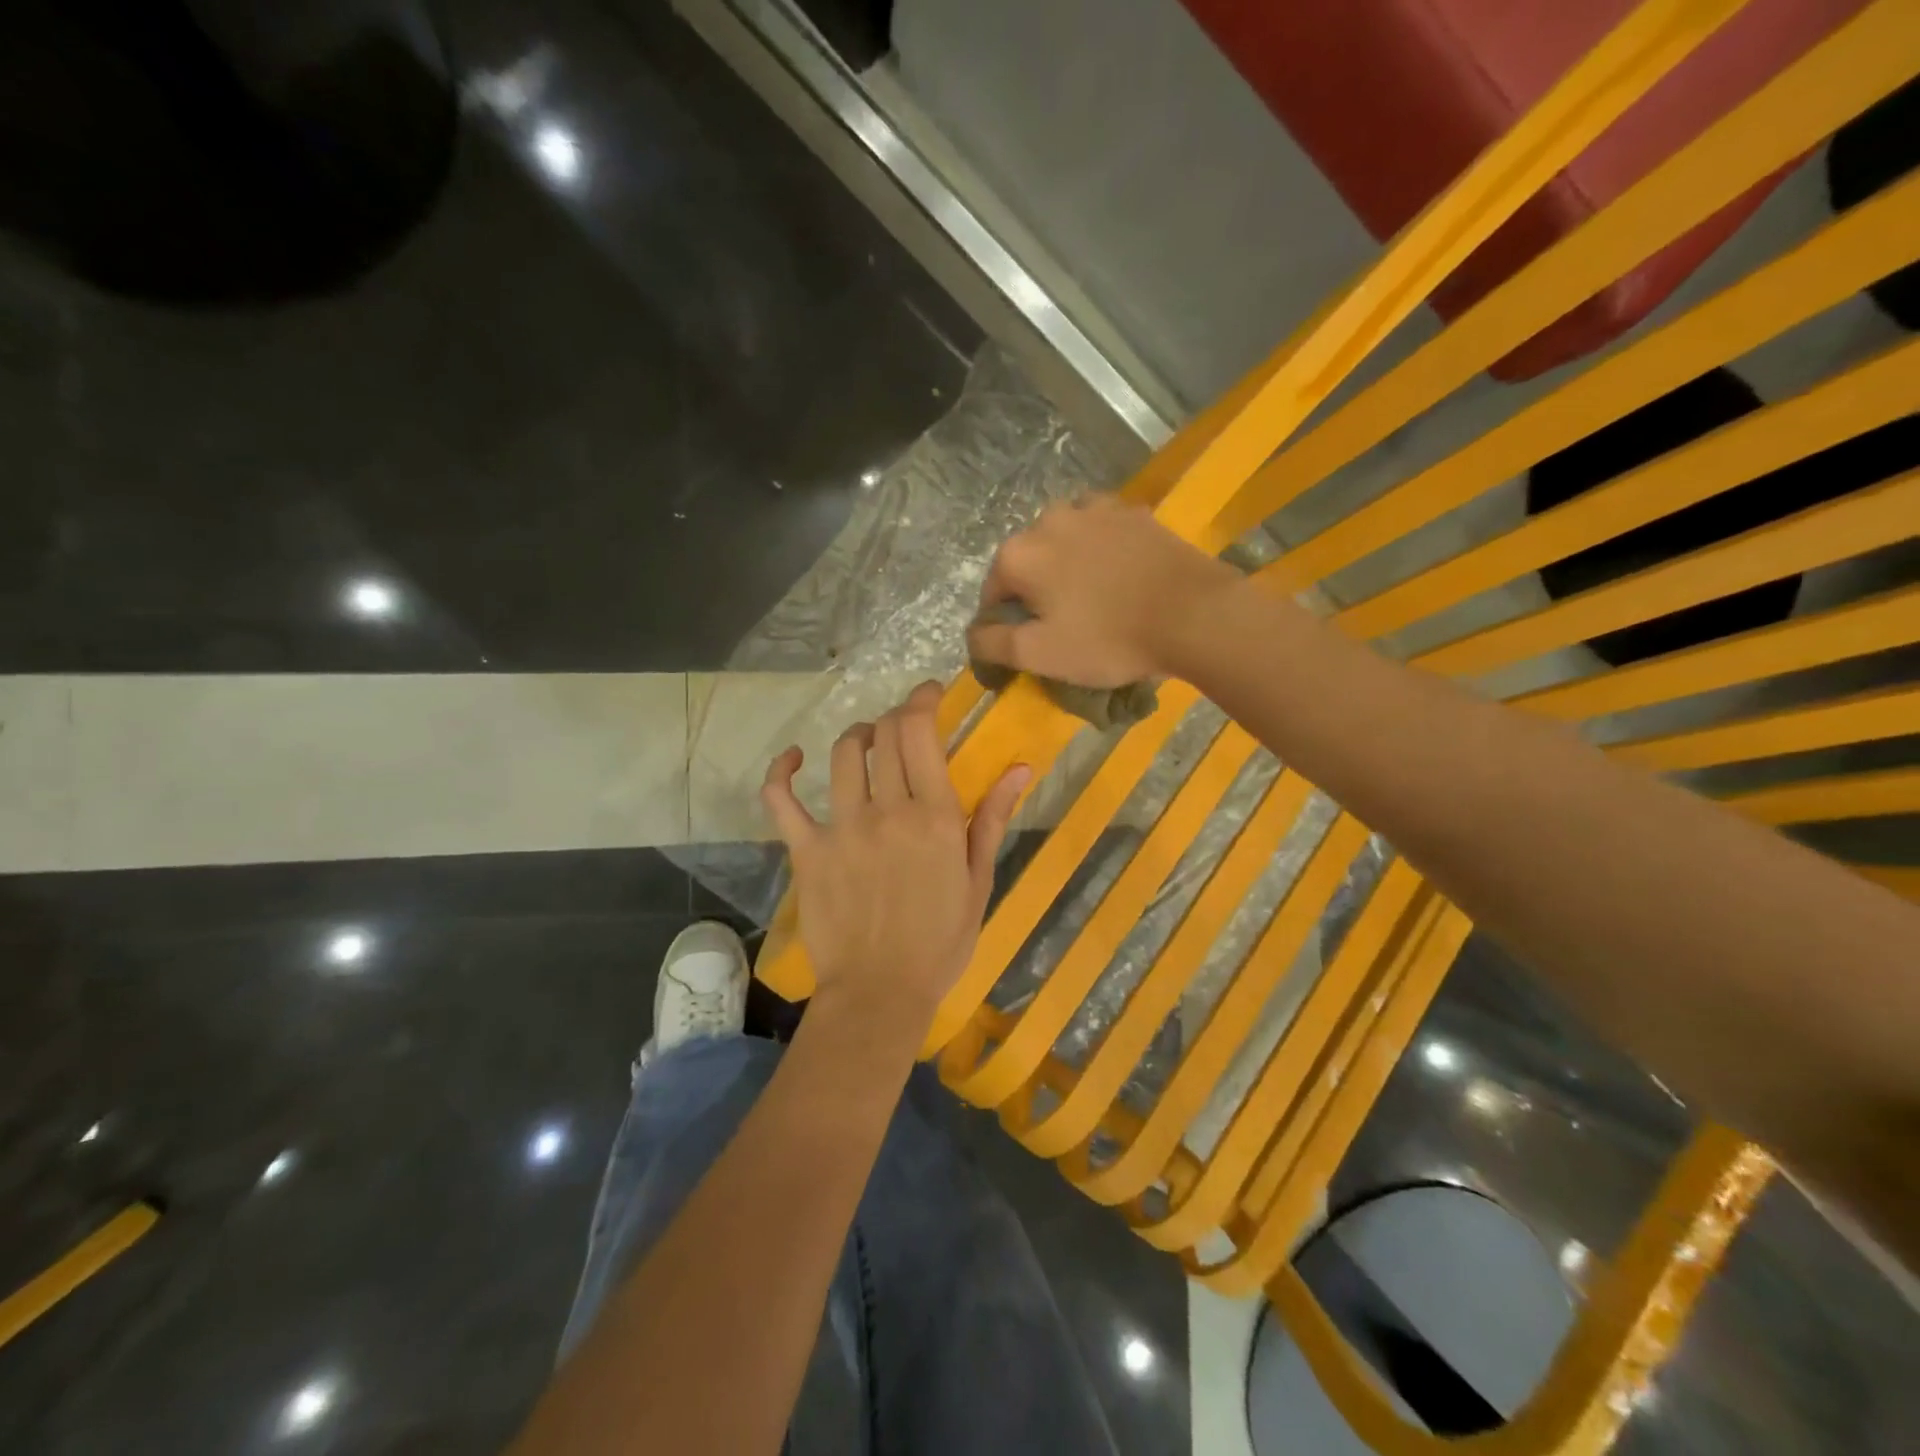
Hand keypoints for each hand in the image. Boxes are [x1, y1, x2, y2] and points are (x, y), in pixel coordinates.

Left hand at [760, 683, 1029, 1037]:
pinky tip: (793, 759)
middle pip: (883, 735)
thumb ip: (994, 819)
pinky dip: (782, 771)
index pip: (921, 733)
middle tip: (903, 727)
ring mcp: (842, 827)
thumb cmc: (941, 942)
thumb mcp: (979, 881)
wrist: (881, 992)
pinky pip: (781, 799)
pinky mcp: (806, 850)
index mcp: (936, 816)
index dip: (922, 700)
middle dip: (895, 718)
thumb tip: (1019, 767)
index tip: (928, 693)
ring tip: (866, 743)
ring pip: (841, 755)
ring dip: (856, 736)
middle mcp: (888, 810)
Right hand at [966, 494, 1239, 686]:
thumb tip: (972, 634)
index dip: (1004, 622)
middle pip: (1027, 562)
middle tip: (1063, 624)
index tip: (1028, 645)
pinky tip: (1118, 576)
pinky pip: (1100, 531)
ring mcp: (1094, 509)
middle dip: (1035, 591)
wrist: (1192, 614)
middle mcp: (1048, 519)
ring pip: (1063, 541)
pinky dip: (1100, 550)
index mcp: (1019, 554)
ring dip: (1066, 566)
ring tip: (1091, 598)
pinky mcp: (1132, 511)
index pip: (992, 593)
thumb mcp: (1039, 655)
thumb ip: (992, 644)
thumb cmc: (1108, 639)